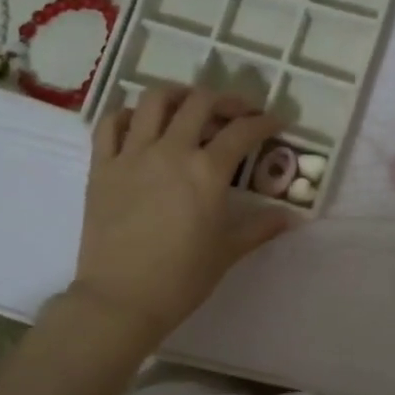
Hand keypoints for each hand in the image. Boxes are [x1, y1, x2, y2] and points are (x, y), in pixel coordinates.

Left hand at [69, 86, 295, 348]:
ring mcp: (132, 155)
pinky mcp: (101, 166)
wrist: (121, 299)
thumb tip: (292, 217)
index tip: (275, 123)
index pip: (242, 132)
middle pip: (200, 103)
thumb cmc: (181, 279)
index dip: (264, 122)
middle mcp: (171, 151)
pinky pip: (110, 124)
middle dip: (225, 100)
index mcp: (207, 172)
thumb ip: (261, 228)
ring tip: (189, 106)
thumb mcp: (228, 252)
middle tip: (236, 113)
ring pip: (154, 100)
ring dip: (178, 94)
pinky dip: (128, 115)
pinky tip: (141, 124)